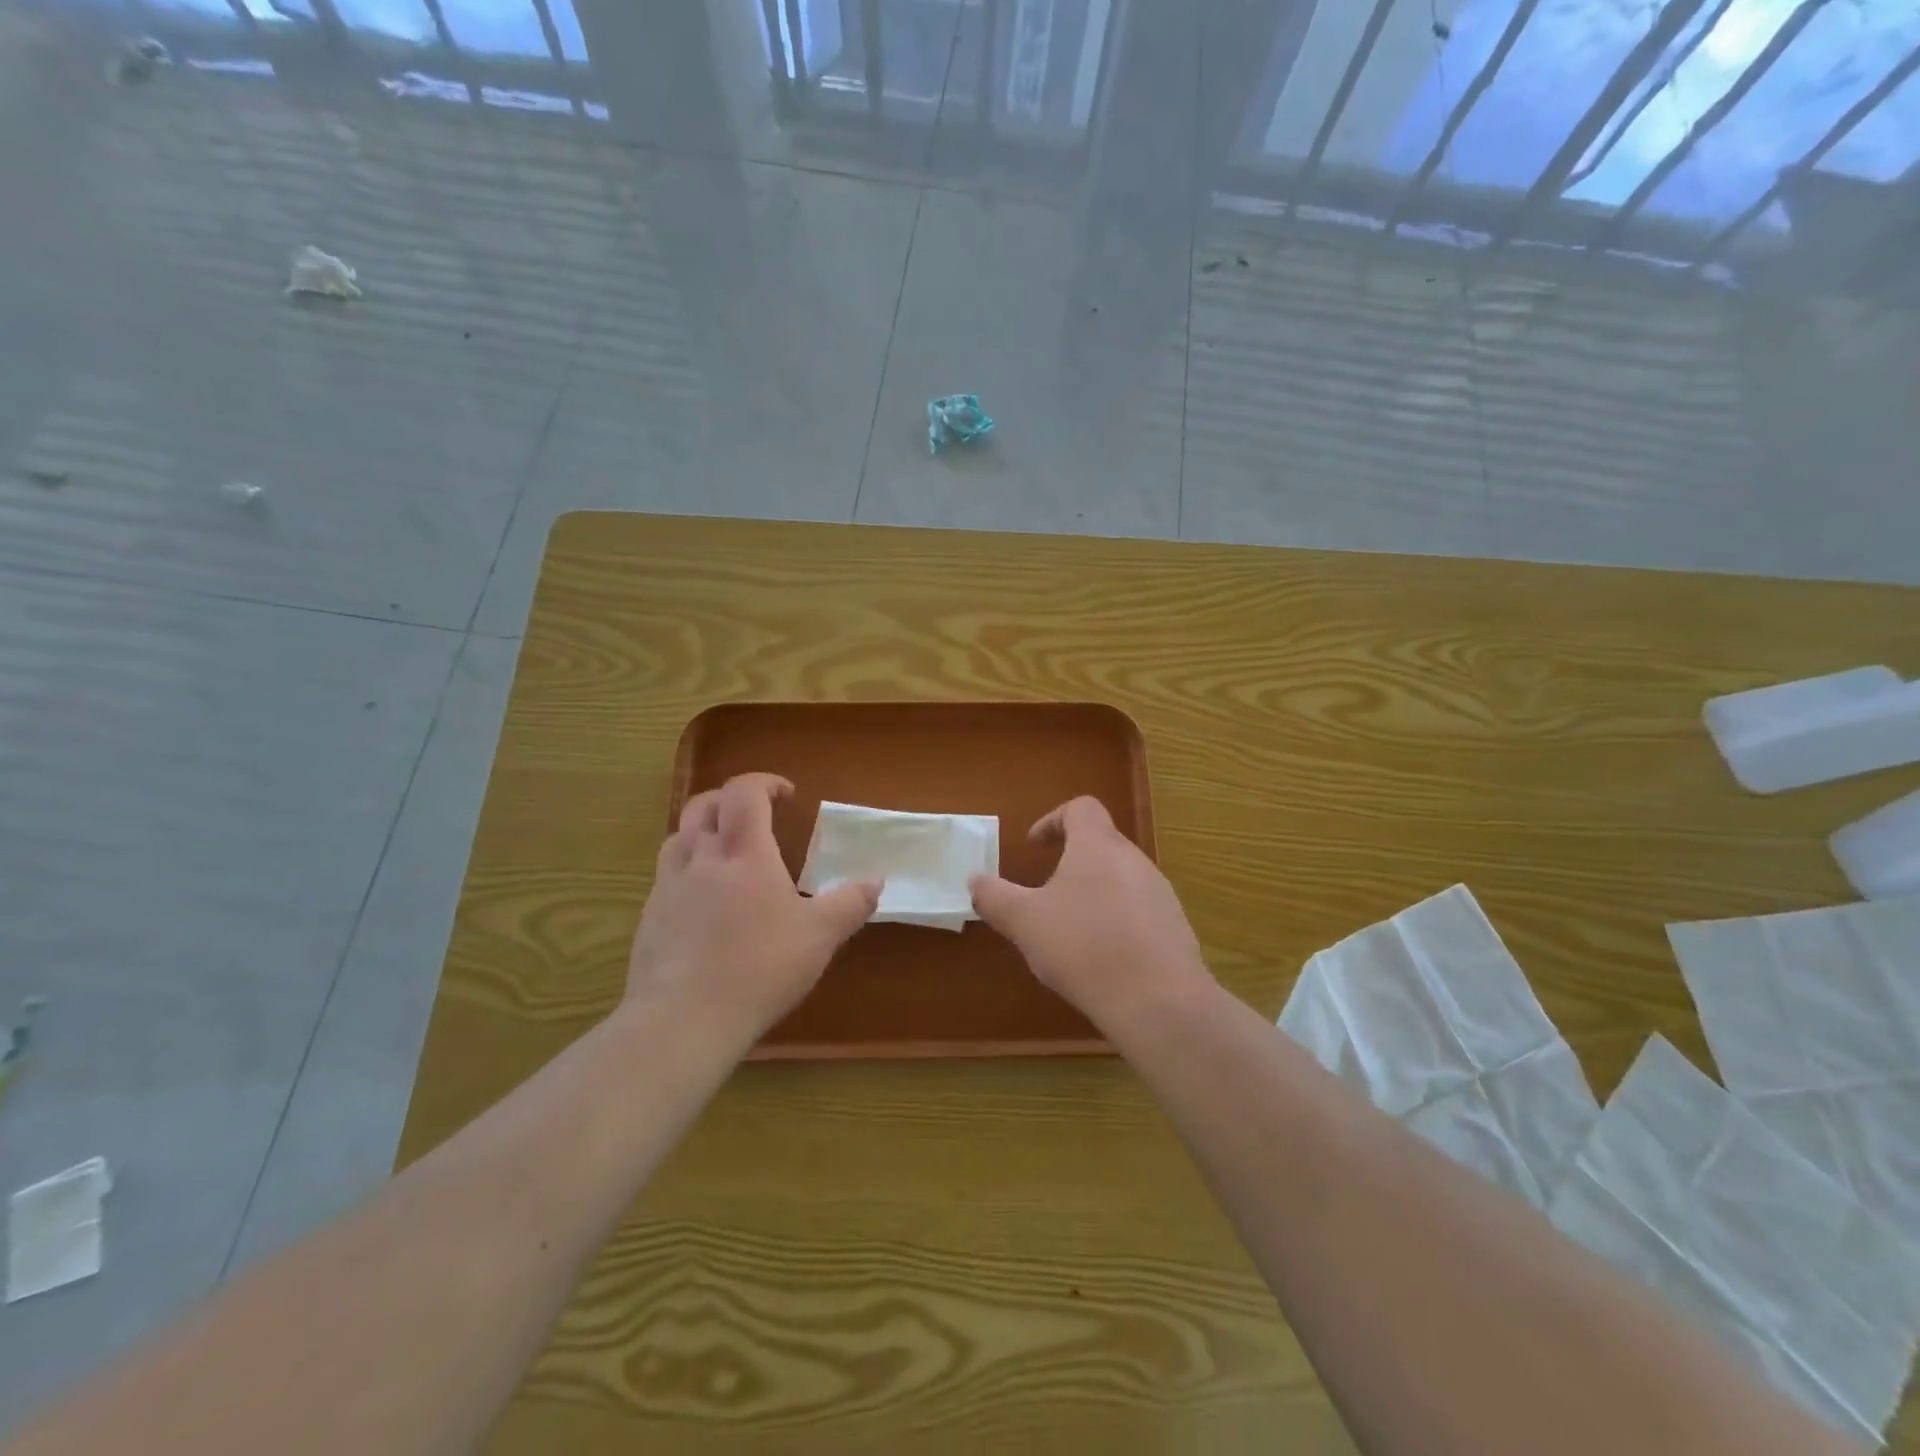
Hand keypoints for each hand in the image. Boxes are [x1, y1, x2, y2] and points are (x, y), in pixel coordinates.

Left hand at [628, 773, 879, 1044]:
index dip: (765, 783)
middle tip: (755, 816)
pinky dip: (687, 872)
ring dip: (703, 832)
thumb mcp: (820, 936)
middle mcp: (699, 858)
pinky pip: (666, 878)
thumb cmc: (759, 967)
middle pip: (704, 806)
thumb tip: (876, 880)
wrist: (683, 1020)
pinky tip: (704, 905)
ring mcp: (667, 888)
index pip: (744, 792)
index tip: (787, 795)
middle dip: (730, 799)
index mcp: (743, 852)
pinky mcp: (649, 919)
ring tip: (726, 854)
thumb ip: (850, 903)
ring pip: (678, 838)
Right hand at [969, 796, 1210, 1032]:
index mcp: (1098, 846)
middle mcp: (1134, 860)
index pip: (1081, 808)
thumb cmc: (1084, 947)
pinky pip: (1139, 910)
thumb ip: (995, 897)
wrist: (1159, 1002)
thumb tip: (975, 881)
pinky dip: (1116, 921)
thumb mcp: (1024, 922)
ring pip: (1120, 878)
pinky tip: (1103, 958)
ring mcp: (1161, 893)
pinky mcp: (1175, 927)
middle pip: (1101, 843)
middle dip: (1070, 862)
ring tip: (1071, 931)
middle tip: (1045, 894)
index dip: (1053, 820)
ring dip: (1093, 893)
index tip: (1034, 847)